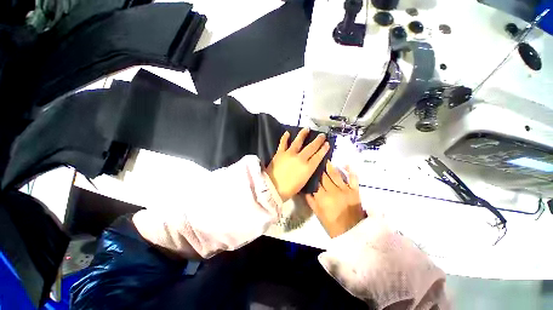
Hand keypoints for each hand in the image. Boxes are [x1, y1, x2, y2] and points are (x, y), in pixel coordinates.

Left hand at [266, 128, 329, 201]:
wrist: (273, 188)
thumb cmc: (290, 189)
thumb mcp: (304, 181)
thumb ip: (308, 170)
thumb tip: (311, 163)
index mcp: (308, 168)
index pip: (318, 156)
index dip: (323, 149)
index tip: (327, 143)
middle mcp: (300, 158)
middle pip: (311, 147)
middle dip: (318, 140)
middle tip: (322, 135)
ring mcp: (290, 154)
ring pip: (298, 141)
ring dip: (303, 134)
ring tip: (306, 129)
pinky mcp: (280, 153)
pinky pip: (283, 143)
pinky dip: (285, 137)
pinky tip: (287, 133)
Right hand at [306, 163, 365, 237]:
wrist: (352, 232)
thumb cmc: (333, 224)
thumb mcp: (318, 214)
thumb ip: (311, 201)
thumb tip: (305, 189)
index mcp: (323, 198)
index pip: (315, 183)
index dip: (312, 175)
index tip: (309, 168)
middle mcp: (333, 191)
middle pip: (324, 177)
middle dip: (320, 168)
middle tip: (316, 160)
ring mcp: (346, 190)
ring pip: (336, 175)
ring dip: (330, 166)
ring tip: (326, 159)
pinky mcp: (355, 191)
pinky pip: (353, 178)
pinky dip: (350, 171)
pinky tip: (346, 164)